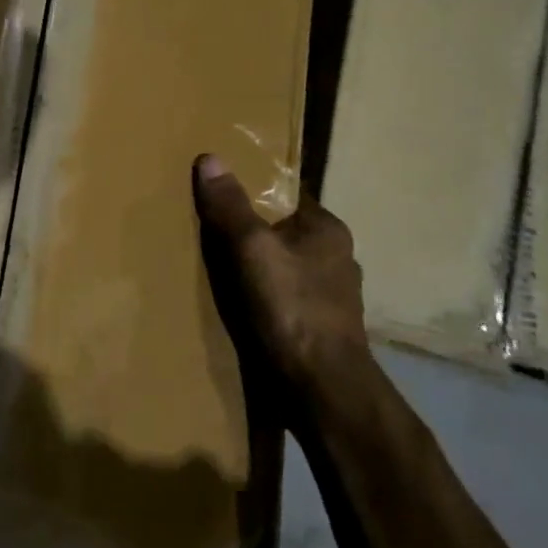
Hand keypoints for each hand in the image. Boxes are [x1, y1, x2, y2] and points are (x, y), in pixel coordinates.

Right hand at [192, 153, 369, 395]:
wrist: (322, 390)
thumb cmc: (290, 309)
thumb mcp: (251, 249)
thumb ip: (230, 206)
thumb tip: (210, 157)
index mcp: (328, 230)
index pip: (287, 195)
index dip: (254, 190)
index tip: (220, 192)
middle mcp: (337, 259)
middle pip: (284, 232)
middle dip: (252, 233)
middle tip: (210, 233)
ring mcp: (333, 298)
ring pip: (286, 269)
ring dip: (259, 270)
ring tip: (220, 273)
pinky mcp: (322, 330)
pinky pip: (286, 301)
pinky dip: (266, 300)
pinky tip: (242, 309)